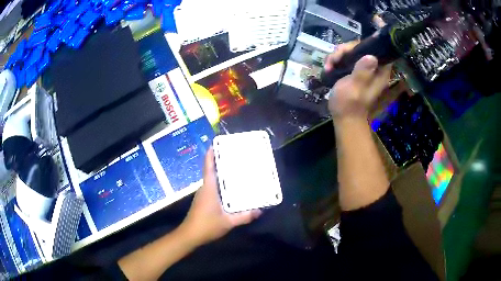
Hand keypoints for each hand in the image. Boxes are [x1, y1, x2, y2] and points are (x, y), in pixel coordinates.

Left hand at [181, 148, 261, 245]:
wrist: (190, 235)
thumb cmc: (207, 226)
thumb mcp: (228, 222)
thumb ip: (244, 216)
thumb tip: (259, 211)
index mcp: (209, 188)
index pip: (208, 167)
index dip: (210, 155)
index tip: (215, 143)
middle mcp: (205, 188)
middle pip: (211, 171)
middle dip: (220, 162)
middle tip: (235, 156)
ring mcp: (203, 195)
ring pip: (212, 179)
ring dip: (220, 173)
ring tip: (235, 169)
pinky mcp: (203, 200)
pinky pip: (212, 187)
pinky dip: (220, 183)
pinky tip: (230, 188)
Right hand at [326, 43, 391, 119]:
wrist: (344, 118)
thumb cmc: (349, 105)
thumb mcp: (355, 87)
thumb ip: (363, 71)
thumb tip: (371, 56)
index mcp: (379, 72)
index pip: (375, 49)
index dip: (361, 45)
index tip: (347, 51)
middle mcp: (373, 68)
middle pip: (360, 48)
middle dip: (344, 51)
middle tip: (333, 60)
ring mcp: (363, 70)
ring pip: (351, 52)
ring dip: (337, 57)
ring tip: (328, 66)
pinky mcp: (355, 72)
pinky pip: (346, 59)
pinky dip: (336, 61)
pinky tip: (328, 68)